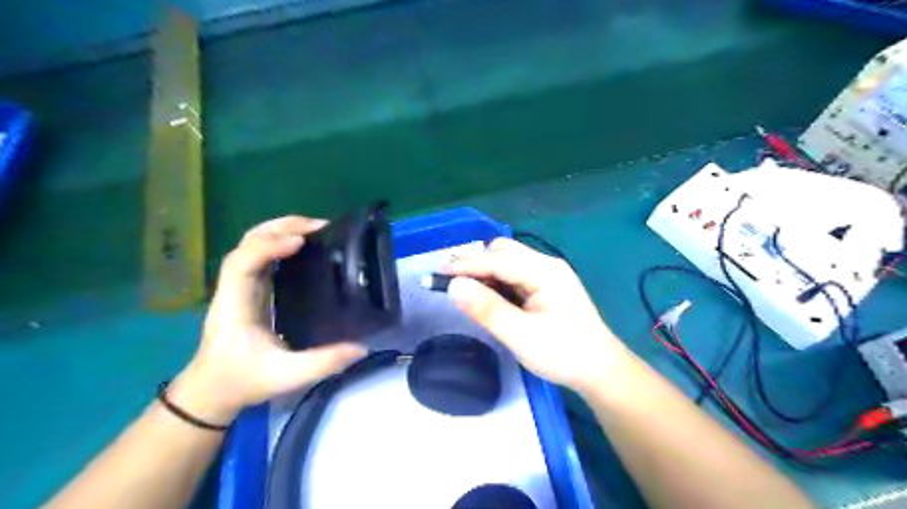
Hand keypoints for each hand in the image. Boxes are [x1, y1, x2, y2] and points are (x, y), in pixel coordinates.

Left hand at [169, 217, 367, 422]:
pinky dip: (283, 243)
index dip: (269, 246)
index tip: (301, 241)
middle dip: (281, 227)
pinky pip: (264, 256)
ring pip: (254, 244)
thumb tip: (362, 348)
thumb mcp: (287, 376)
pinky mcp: (251, 290)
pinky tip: (306, 247)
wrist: (212, 391)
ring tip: (316, 230)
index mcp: (235, 304)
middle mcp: (235, 288)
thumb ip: (324, 362)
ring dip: (282, 230)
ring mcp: (241, 287)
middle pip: (248, 242)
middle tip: (319, 226)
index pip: (243, 262)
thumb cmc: (242, 381)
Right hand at [445, 237, 624, 390]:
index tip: (435, 274)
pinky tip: (487, 296)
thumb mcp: (521, 336)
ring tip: (464, 291)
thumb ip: (487, 309)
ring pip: (507, 261)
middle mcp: (546, 265)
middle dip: (474, 264)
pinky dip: (495, 281)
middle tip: (449, 284)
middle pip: (502, 252)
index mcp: (544, 272)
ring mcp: (547, 275)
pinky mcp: (546, 286)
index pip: (496, 260)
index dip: (464, 266)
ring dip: (484, 272)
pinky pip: (514, 275)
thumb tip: (453, 287)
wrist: (599, 370)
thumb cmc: (563, 354)